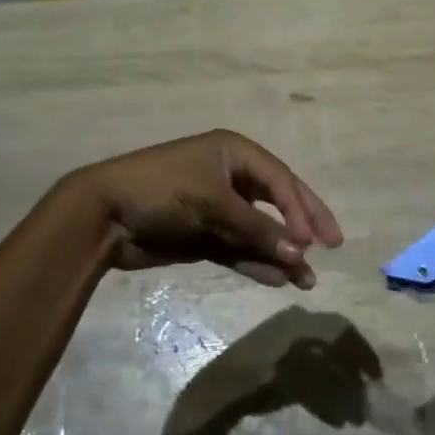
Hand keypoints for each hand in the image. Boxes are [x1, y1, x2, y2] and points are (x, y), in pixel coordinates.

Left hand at [67, 130, 343, 287]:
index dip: (302, 209)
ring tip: (306, 280)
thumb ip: (258, 229)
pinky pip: (238, 249)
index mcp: (235, 154)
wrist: (102, 215)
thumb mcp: (213, 203)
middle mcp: (230, 177)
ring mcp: (217, 208)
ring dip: (280, 253)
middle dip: (302, 226)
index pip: (281, 181)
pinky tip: (276, 279)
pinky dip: (255, 263)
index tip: (316, 241)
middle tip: (333, 246)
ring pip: (259, 231)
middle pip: (277, 202)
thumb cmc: (162, 191)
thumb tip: (300, 254)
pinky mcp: (204, 236)